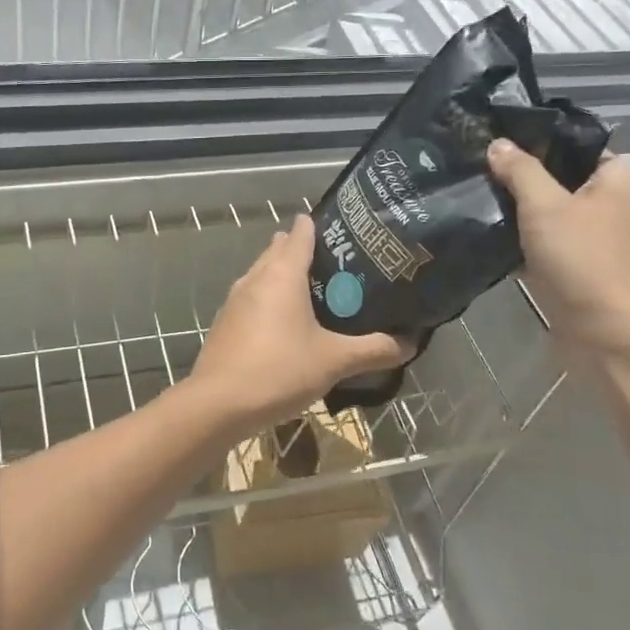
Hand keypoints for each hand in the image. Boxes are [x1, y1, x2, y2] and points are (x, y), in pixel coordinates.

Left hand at [189, 216, 411, 431]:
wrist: (219, 403)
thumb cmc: (280, 370)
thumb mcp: (334, 361)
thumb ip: (373, 350)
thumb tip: (410, 343)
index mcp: (282, 274)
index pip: (300, 234)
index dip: (318, 226)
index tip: (342, 228)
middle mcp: (255, 278)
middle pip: (278, 250)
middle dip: (302, 249)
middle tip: (336, 262)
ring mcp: (235, 300)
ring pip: (262, 274)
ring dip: (283, 274)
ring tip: (313, 289)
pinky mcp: (225, 322)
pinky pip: (252, 298)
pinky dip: (269, 299)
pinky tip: (284, 321)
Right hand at [485, 139, 629, 361]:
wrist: (605, 334)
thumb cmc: (582, 260)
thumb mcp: (545, 206)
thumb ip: (520, 170)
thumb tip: (498, 143)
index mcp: (618, 179)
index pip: (575, 146)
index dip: (537, 142)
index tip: (495, 141)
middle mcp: (612, 204)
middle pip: (560, 179)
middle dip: (521, 178)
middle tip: (477, 169)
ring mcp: (596, 238)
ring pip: (550, 212)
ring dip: (518, 210)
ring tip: (476, 198)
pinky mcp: (578, 266)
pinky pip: (546, 242)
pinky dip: (522, 239)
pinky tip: (488, 234)